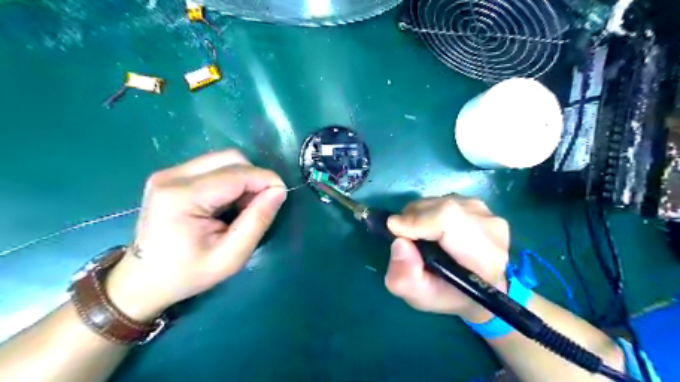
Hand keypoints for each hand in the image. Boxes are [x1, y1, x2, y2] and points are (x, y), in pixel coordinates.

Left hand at [106, 150, 285, 322]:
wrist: (142, 279)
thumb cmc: (188, 273)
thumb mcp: (231, 256)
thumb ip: (257, 221)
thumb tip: (279, 191)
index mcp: (182, 197)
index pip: (237, 174)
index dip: (266, 180)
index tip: (281, 196)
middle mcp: (173, 176)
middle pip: (230, 158)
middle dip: (255, 177)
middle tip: (260, 204)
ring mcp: (169, 173)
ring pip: (223, 159)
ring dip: (243, 178)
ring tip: (243, 206)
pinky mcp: (172, 175)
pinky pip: (213, 166)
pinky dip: (231, 180)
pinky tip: (228, 202)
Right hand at [385, 196, 507, 322]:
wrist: (479, 285)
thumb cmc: (450, 295)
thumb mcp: (420, 297)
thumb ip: (404, 278)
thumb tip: (400, 242)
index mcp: (484, 258)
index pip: (449, 219)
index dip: (418, 220)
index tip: (396, 231)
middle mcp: (492, 229)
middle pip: (442, 207)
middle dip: (414, 219)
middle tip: (405, 238)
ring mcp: (487, 213)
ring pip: (440, 201)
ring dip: (420, 216)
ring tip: (420, 237)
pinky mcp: (479, 205)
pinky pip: (443, 200)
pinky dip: (429, 212)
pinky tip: (433, 230)